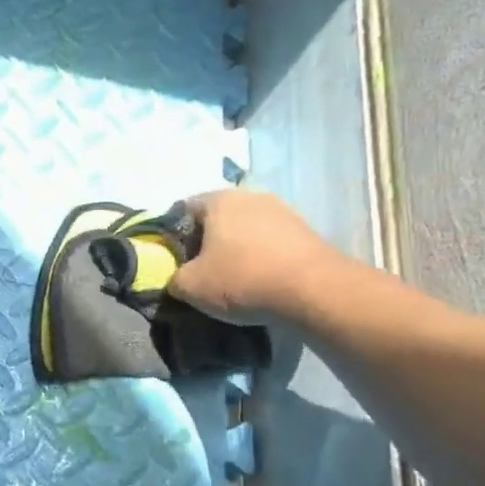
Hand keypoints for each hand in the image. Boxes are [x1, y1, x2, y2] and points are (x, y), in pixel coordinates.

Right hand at [169, 190, 342, 324]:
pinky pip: (268, 241)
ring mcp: (281, 210)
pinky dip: (259, 256)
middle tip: (199, 272)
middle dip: (205, 243)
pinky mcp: (304, 230)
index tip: (173, 261)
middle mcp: (250, 195)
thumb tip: (177, 279)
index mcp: (218, 200)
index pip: (182, 210)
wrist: (313, 290)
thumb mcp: (190, 287)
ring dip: (234, 250)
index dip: (172, 236)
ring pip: (244, 229)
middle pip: (215, 218)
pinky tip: (258, 280)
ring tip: (231, 279)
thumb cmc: (241, 279)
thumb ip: (173, 279)